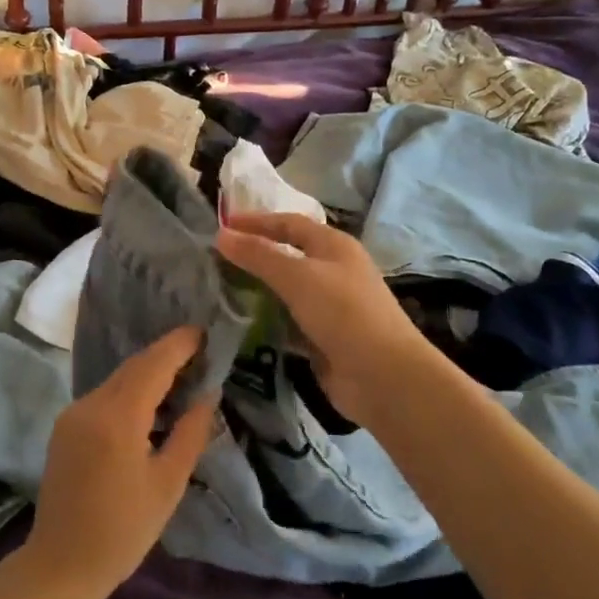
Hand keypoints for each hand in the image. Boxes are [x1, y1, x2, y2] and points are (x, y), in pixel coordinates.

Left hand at [21, 327, 217, 598]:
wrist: (60, 565)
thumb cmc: (123, 531)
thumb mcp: (168, 484)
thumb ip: (191, 433)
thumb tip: (208, 393)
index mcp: (118, 418)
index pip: (153, 365)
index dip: (179, 345)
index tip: (204, 332)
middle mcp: (90, 405)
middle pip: (133, 367)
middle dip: (165, 354)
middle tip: (199, 352)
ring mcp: (73, 414)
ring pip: (117, 380)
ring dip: (147, 372)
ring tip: (181, 375)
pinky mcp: (64, 426)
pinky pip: (103, 396)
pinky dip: (129, 391)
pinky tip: (149, 403)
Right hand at [217, 211, 434, 426]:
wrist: (383, 377)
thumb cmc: (343, 313)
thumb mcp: (297, 277)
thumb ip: (258, 255)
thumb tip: (221, 235)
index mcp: (334, 246)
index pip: (289, 223)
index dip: (256, 222)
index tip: (221, 226)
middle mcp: (333, 271)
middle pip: (287, 255)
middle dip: (254, 256)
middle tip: (215, 259)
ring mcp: (330, 306)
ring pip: (286, 290)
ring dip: (258, 289)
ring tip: (219, 289)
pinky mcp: (323, 337)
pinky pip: (288, 321)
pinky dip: (267, 320)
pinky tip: (240, 323)